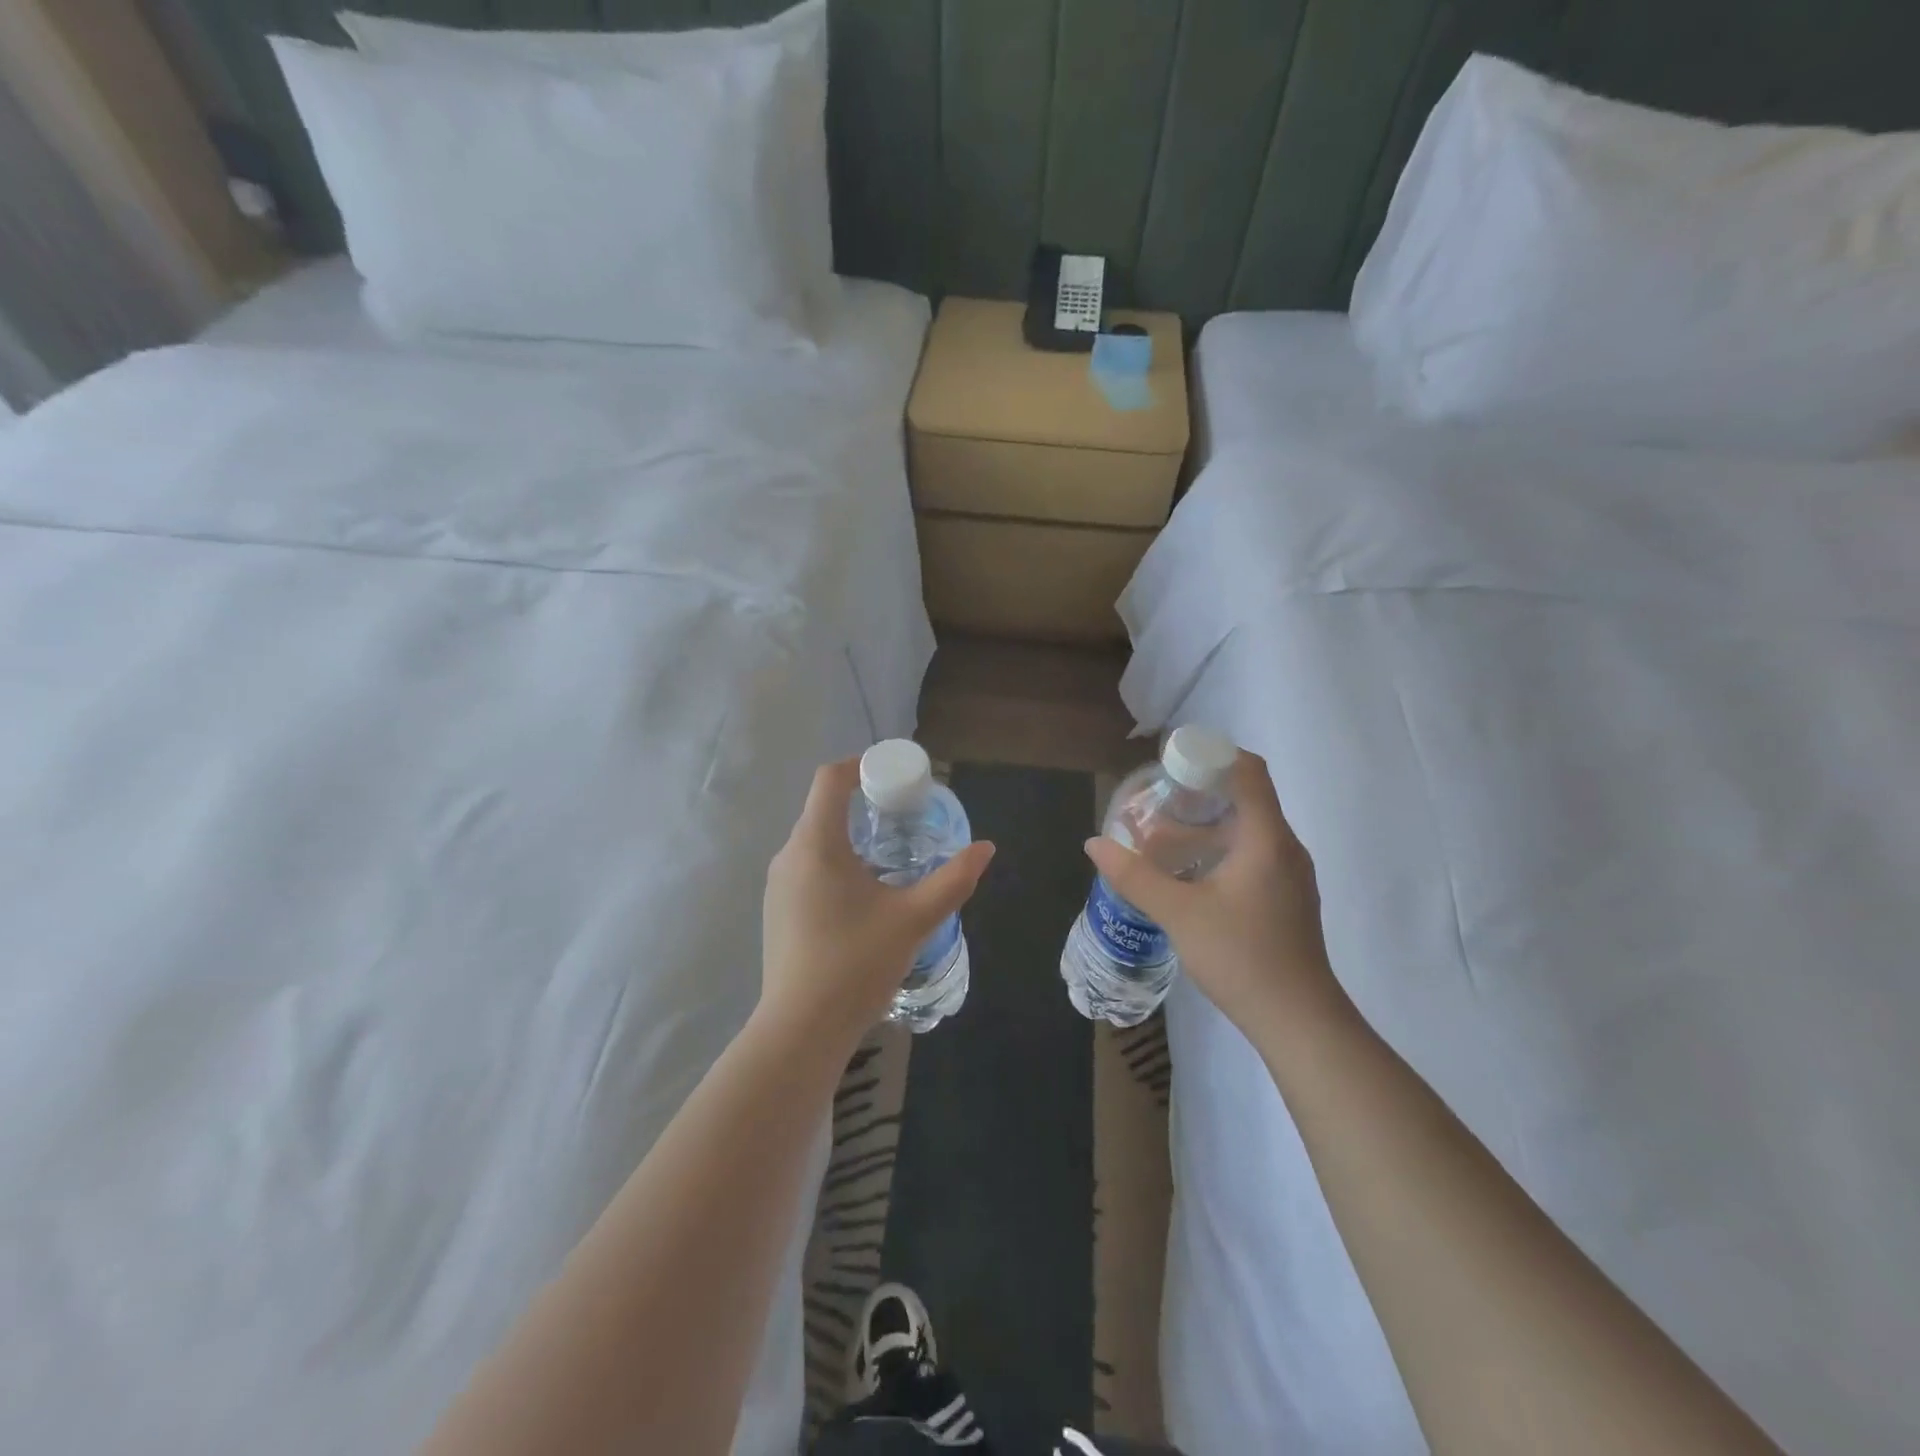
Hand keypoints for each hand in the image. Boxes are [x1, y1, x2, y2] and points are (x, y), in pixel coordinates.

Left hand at [760, 758, 994, 1045]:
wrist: (801, 1030)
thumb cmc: (857, 963)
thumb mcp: (915, 919)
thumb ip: (953, 879)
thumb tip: (985, 848)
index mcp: (816, 844)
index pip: (830, 779)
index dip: (861, 765)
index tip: (894, 776)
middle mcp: (789, 855)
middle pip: (822, 807)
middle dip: (863, 803)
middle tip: (904, 815)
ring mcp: (778, 885)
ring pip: (814, 840)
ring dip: (850, 835)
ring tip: (890, 855)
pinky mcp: (777, 911)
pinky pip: (807, 868)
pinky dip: (835, 862)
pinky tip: (863, 895)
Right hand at [1084, 750, 1345, 1037]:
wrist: (1298, 1021)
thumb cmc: (1241, 957)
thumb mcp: (1178, 913)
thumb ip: (1134, 875)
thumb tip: (1094, 844)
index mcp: (1267, 838)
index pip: (1248, 771)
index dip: (1211, 756)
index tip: (1171, 764)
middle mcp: (1285, 847)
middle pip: (1245, 798)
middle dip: (1198, 793)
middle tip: (1156, 802)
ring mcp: (1290, 875)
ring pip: (1248, 830)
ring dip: (1206, 826)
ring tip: (1163, 839)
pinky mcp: (1286, 898)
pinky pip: (1253, 855)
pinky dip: (1220, 850)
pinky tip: (1189, 875)